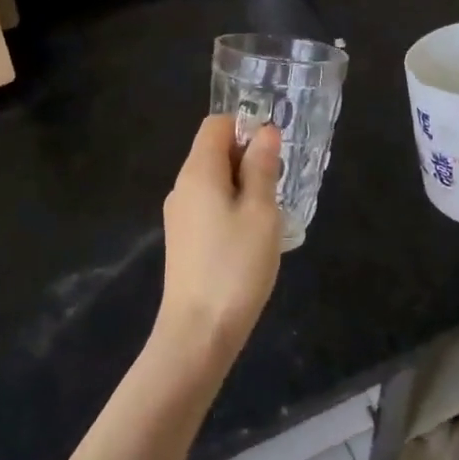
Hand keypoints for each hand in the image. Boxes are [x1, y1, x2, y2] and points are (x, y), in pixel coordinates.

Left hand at [157, 115, 284, 364]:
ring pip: (214, 181)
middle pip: (214, 151)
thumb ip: (263, 168)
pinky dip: (232, 208)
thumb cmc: (234, 266)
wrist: (197, 334)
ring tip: (270, 215)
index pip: (215, 124)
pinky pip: (209, 206)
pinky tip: (252, 238)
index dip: (245, 127)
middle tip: (279, 186)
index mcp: (198, 172)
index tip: (274, 152)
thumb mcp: (261, 212)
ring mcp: (179, 216)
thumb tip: (266, 132)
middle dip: (248, 158)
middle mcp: (182, 187)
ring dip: (244, 186)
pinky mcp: (183, 241)